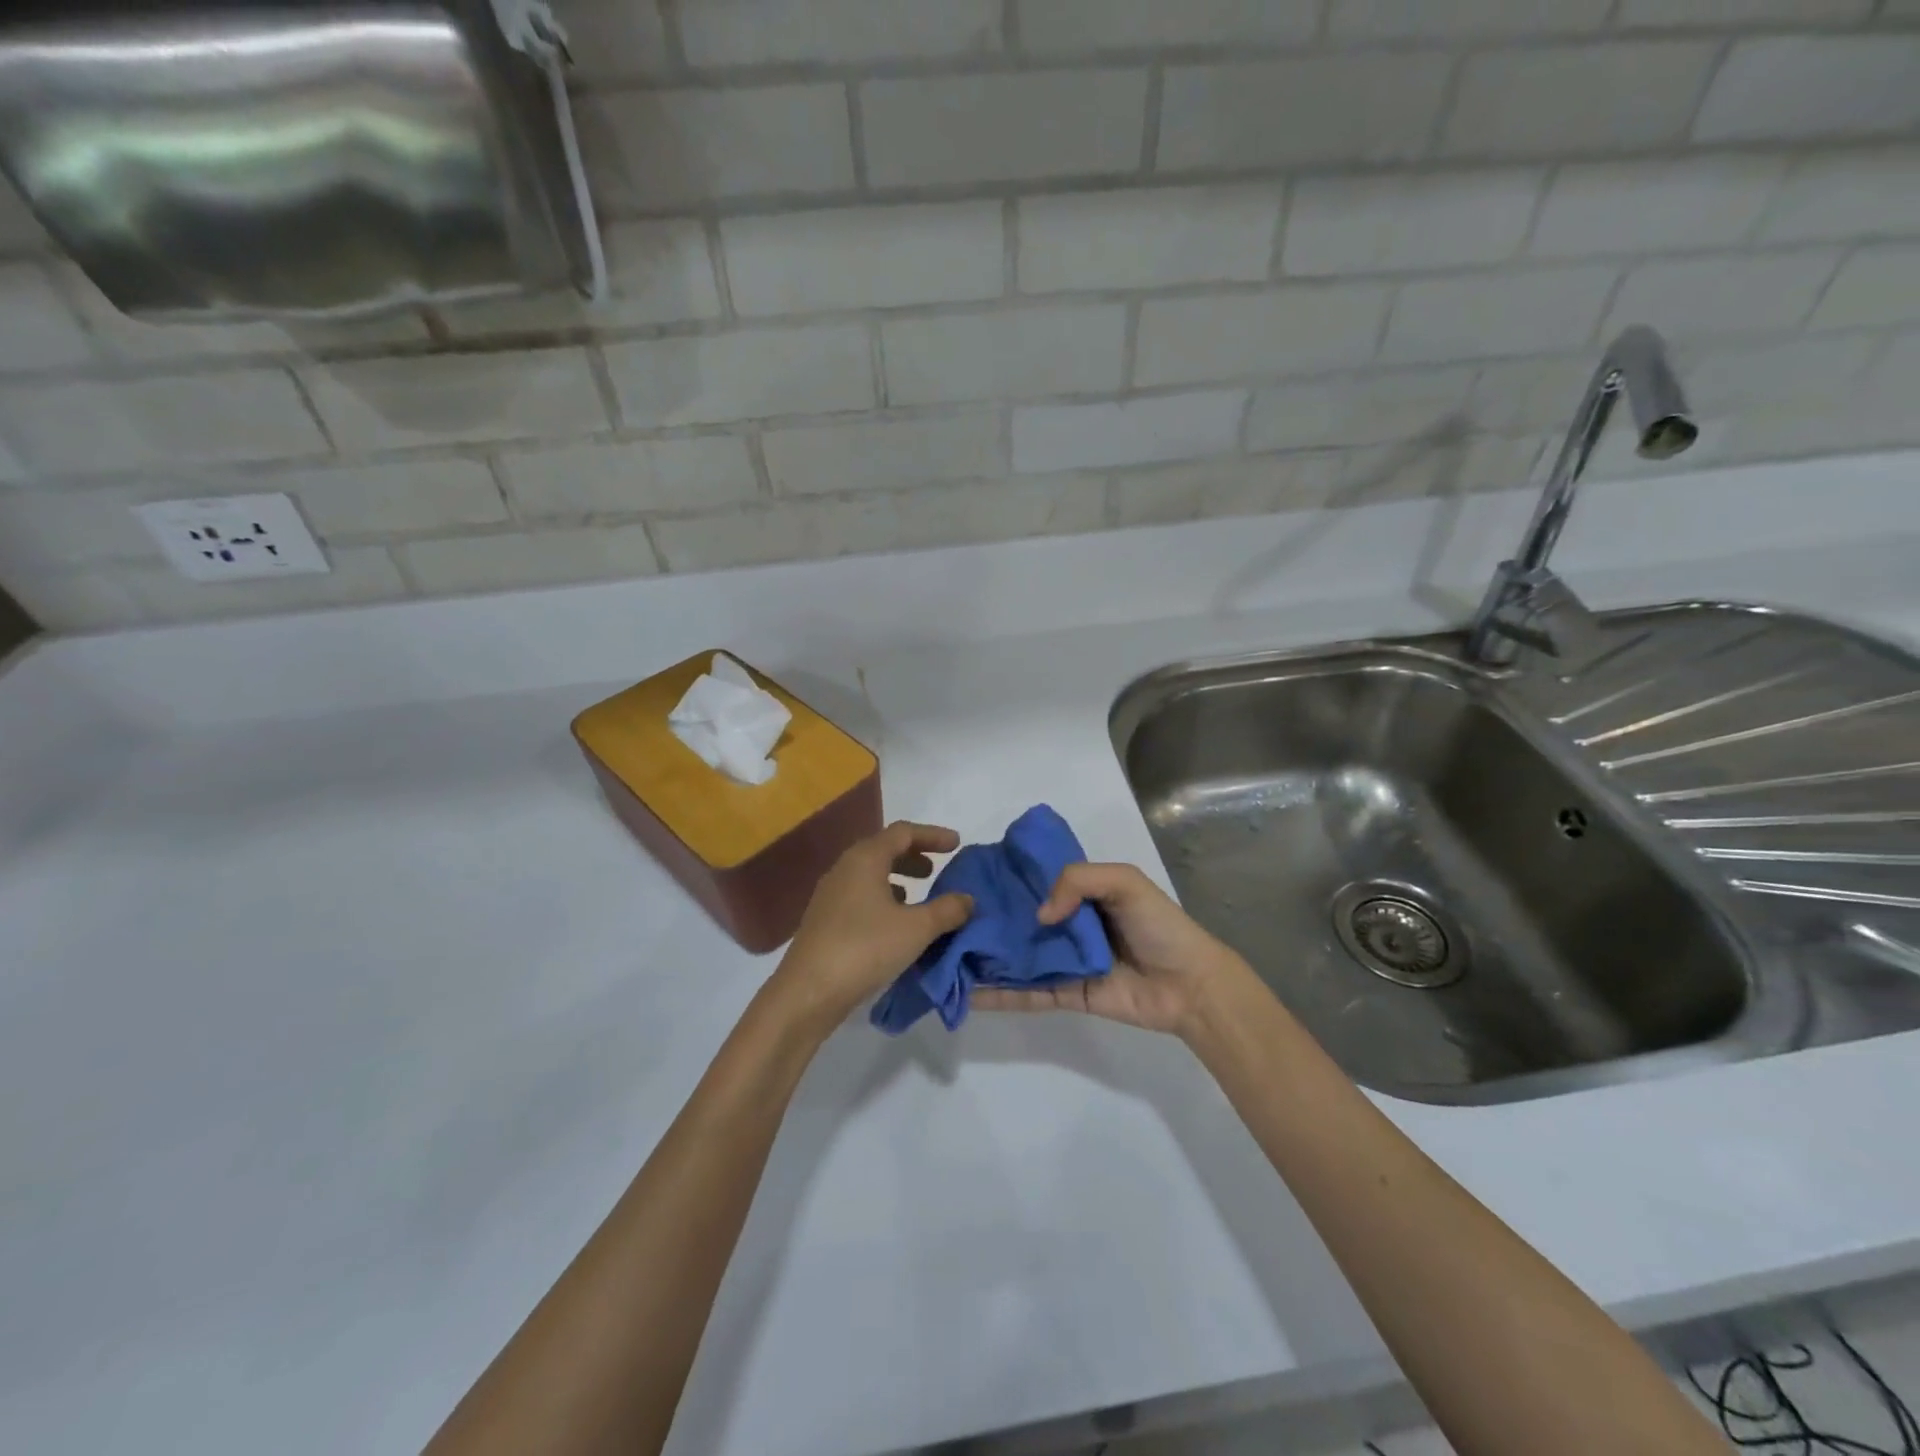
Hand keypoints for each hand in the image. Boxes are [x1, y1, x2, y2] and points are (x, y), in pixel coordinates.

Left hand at [771, 821, 973, 1026]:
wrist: (807, 991)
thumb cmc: (865, 948)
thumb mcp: (917, 929)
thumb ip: (947, 910)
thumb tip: (968, 899)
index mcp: (866, 858)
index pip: (903, 832)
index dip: (932, 835)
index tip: (956, 844)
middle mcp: (845, 868)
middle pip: (883, 849)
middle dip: (914, 855)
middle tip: (938, 868)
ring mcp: (830, 894)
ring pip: (870, 873)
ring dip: (898, 878)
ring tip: (919, 895)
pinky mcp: (825, 919)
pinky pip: (860, 894)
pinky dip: (883, 897)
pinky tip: (894, 921)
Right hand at [972, 862, 1249, 1036]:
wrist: (1191, 985)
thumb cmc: (1159, 926)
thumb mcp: (1124, 882)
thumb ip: (1077, 881)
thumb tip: (1039, 916)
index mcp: (1082, 894)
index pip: (1036, 881)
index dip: (1007, 879)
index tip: (971, 876)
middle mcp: (1068, 925)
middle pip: (1021, 921)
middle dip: (989, 920)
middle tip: (946, 919)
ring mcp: (1065, 961)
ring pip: (1019, 957)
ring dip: (987, 957)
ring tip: (946, 956)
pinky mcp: (1067, 994)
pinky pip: (1029, 992)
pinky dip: (1000, 994)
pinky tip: (968, 992)